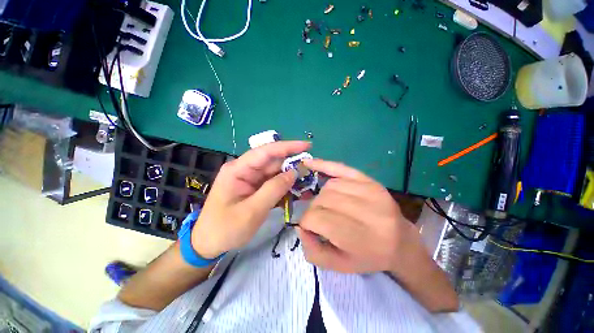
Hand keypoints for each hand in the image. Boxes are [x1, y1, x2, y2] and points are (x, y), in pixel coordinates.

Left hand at [192, 141, 310, 258]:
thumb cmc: (225, 229)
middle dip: (292, 164)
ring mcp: (251, 179)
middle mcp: (245, 170)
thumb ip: (273, 190)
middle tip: (311, 169)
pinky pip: (273, 183)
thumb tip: (294, 172)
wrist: (208, 244)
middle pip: (273, 161)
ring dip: (291, 177)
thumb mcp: (251, 211)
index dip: (287, 147)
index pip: (266, 152)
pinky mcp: (255, 188)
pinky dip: (285, 187)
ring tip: (307, 182)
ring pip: (275, 172)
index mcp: (238, 169)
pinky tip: (296, 191)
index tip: (307, 146)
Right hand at [297, 159, 417, 273]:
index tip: (310, 229)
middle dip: (313, 210)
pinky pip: (340, 168)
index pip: (316, 218)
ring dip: (321, 197)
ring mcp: (368, 191)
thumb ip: (314, 252)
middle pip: (321, 201)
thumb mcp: (339, 266)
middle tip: (320, 219)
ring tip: (328, 206)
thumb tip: (300, 227)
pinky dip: (323, 165)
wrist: (400, 242)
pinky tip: (309, 164)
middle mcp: (365, 211)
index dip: (307, 223)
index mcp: (358, 237)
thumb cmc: (368, 256)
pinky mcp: (368, 180)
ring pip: (328, 187)